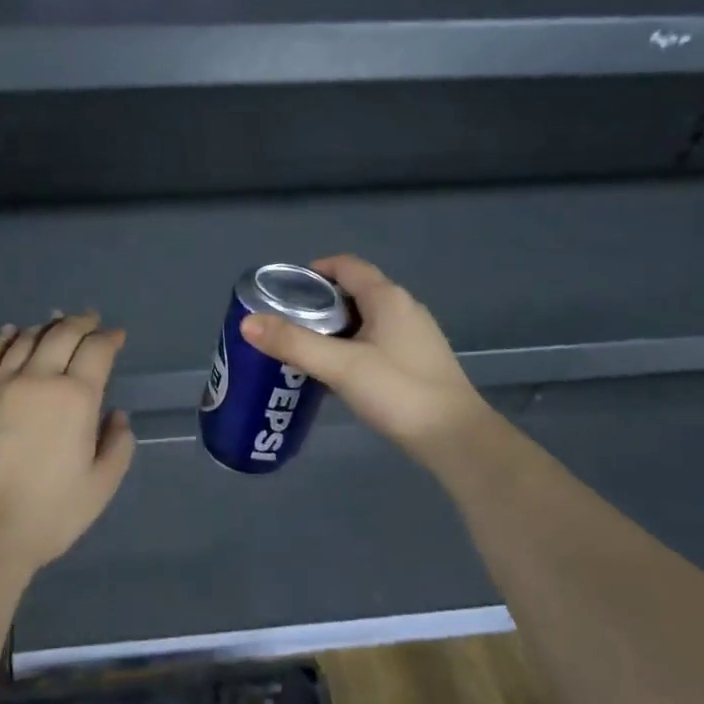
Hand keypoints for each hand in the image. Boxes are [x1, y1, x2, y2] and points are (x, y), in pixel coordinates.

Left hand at [0, 312, 135, 572]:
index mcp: (75, 398)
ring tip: (55, 322)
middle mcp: (38, 381)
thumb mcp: (101, 485)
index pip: (96, 351)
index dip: (109, 338)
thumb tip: (116, 415)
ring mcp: (1, 387)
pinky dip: (3, 340)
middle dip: (81, 323)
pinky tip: (10, 333)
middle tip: (91, 319)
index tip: (116, 335)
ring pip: (25, 341)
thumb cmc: (51, 513)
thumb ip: (117, 444)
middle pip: (61, 336)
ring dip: (44, 327)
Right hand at [240, 255, 488, 460]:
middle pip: (354, 292)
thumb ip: (293, 343)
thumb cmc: (398, 392)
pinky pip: (377, 342)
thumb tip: (247, 323)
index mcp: (387, 298)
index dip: (315, 270)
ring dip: (335, 328)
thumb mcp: (340, 366)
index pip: (347, 266)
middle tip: (286, 322)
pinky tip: (337, 373)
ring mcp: (415, 336)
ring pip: (366, 319)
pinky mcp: (418, 362)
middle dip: (319, 303)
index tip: (284, 289)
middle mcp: (404, 309)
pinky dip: (352, 347)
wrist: (456, 438)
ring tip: (304, 348)